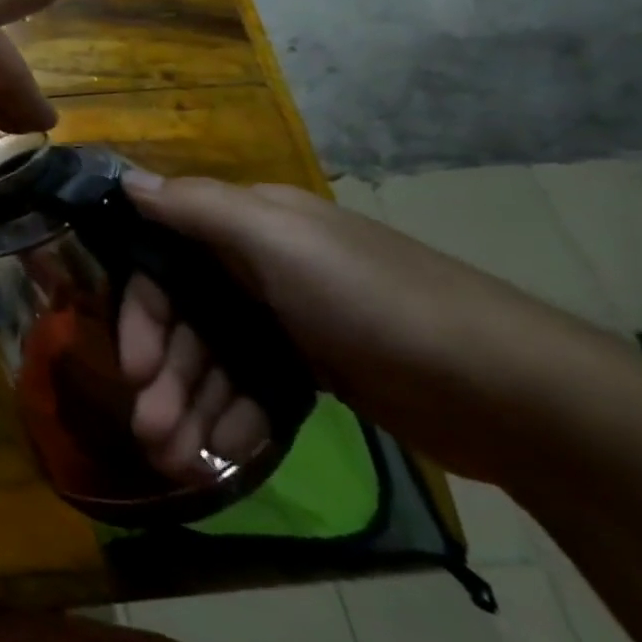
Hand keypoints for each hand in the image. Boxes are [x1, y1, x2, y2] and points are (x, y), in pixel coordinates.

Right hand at [119, 175, 590, 483]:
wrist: (514, 393)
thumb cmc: (378, 304)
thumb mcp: (283, 241)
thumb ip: (199, 208)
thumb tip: (126, 180)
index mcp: (248, 226)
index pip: (164, 264)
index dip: (142, 315)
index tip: (134, 370)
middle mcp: (258, 266)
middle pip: (186, 321)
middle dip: (166, 377)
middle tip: (151, 435)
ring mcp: (286, 320)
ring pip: (215, 362)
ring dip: (191, 408)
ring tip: (177, 461)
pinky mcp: (314, 369)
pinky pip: (252, 390)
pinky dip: (234, 420)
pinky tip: (224, 455)